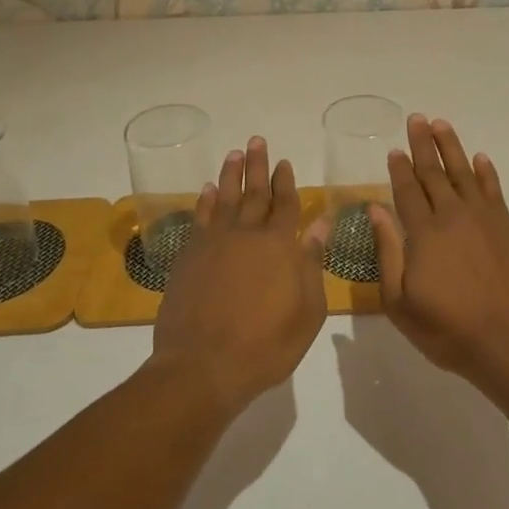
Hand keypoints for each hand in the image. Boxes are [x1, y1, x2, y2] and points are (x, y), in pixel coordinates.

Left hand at [151, 136, 324, 415]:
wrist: (202, 367)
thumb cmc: (265, 345)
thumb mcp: (307, 311)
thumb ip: (312, 263)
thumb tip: (320, 224)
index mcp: (279, 246)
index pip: (285, 204)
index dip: (286, 182)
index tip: (284, 162)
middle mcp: (246, 235)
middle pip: (254, 193)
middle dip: (258, 166)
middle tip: (257, 140)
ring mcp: (213, 244)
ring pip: (224, 198)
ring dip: (231, 175)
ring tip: (235, 153)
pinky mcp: (188, 257)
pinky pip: (199, 219)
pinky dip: (204, 202)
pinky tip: (207, 190)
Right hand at [366, 115, 508, 389]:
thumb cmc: (450, 330)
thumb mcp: (401, 303)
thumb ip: (387, 252)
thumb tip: (375, 209)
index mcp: (424, 233)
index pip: (407, 190)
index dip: (399, 169)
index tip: (394, 149)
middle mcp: (453, 216)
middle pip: (434, 172)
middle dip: (423, 144)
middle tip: (417, 118)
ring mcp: (485, 219)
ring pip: (464, 173)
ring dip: (452, 147)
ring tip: (442, 124)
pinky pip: (494, 190)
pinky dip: (486, 172)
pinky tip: (481, 159)